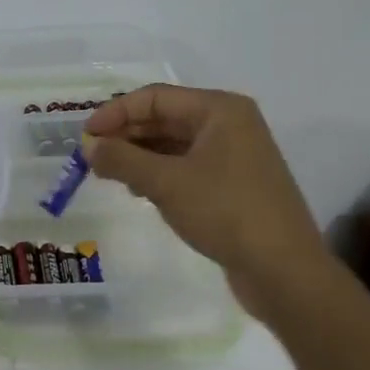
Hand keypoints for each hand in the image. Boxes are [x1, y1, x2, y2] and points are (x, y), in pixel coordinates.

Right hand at [83, 84, 333, 292]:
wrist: (284, 271)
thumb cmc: (225, 212)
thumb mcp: (166, 183)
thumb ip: (122, 159)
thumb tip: (88, 146)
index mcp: (220, 110)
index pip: (156, 98)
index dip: (116, 112)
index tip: (86, 136)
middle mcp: (230, 125)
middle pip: (166, 118)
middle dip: (127, 135)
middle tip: (92, 157)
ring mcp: (235, 156)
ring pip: (175, 145)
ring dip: (141, 156)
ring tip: (111, 175)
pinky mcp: (234, 186)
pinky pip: (187, 167)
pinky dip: (160, 174)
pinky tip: (140, 191)